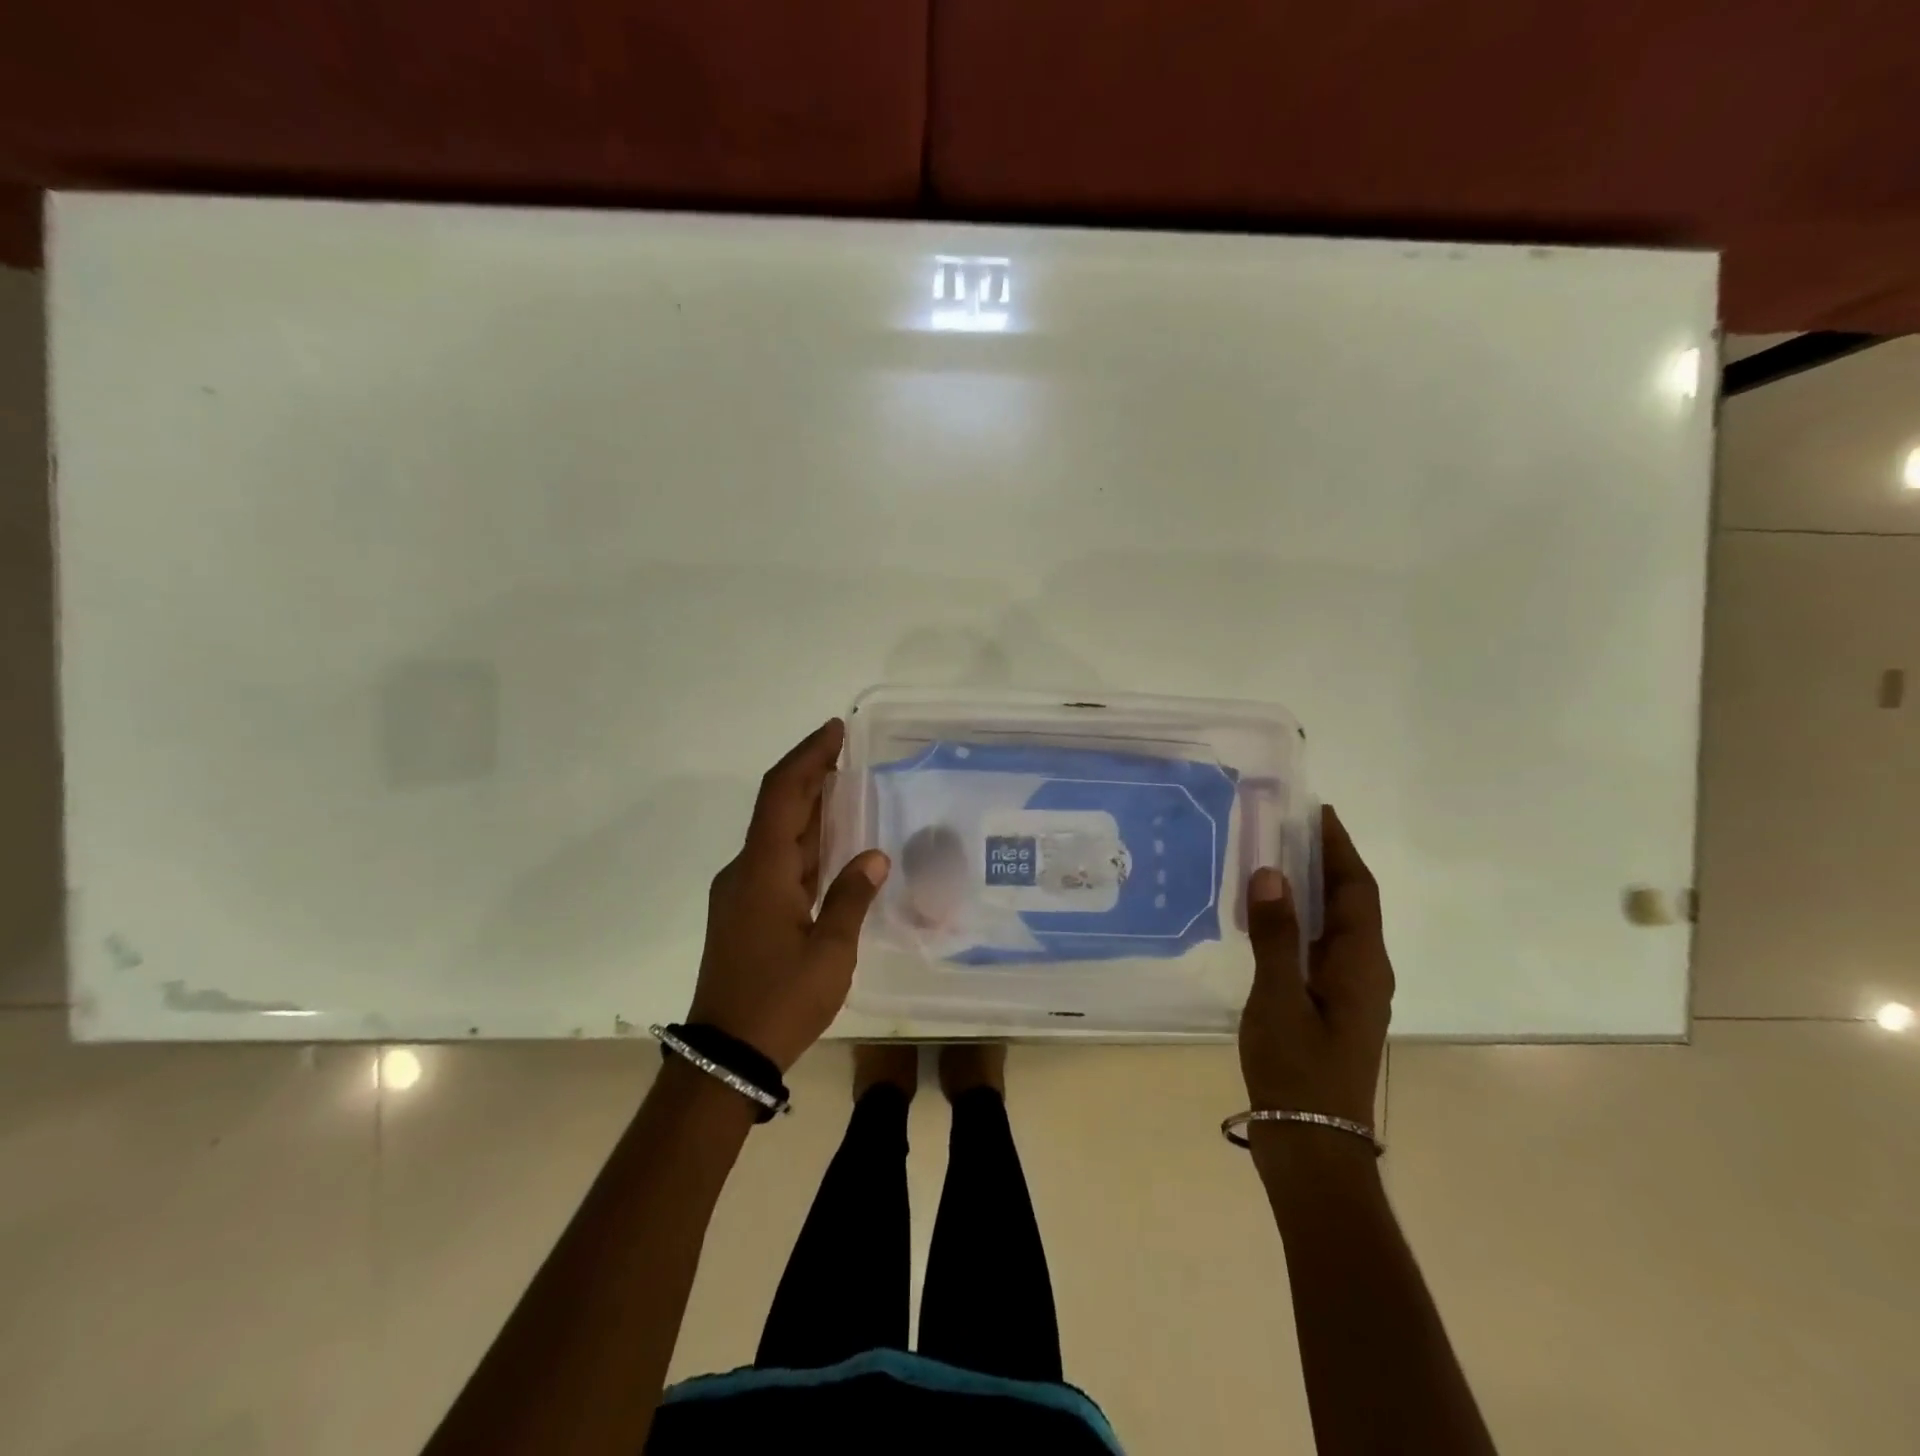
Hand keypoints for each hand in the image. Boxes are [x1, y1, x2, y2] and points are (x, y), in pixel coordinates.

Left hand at [688, 719, 890, 1072]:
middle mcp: (746, 870)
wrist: (725, 1056)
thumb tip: (873, 856)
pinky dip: (803, 842)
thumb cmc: (780, 1001)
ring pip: (777, 835)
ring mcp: (741, 892)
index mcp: (763, 870)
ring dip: (807, 808)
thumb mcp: (830, 951)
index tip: (835, 731)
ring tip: (845, 788)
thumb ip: (851, 897)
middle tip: (847, 751)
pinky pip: (776, 861)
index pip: (783, 793)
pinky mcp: (744, 912)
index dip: (808, 756)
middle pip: (777, 807)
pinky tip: (830, 845)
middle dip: (810, 774)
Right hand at [1238, 805, 1393, 1129]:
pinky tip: (1270, 921)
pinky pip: (1321, 947)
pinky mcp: (1331, 1008)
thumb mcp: (1278, 998)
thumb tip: (1271, 872)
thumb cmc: (1298, 1069)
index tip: (1317, 812)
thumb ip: (1276, 935)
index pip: (1356, 890)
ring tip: (1275, 861)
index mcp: (1361, 964)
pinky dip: (1301, 921)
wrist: (1312, 1146)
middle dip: (1326, 862)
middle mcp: (1365, 972)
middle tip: (1287, 827)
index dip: (1340, 848)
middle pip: (1351, 904)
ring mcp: (1350, 992)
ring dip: (1313, 890)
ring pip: (1336, 926)